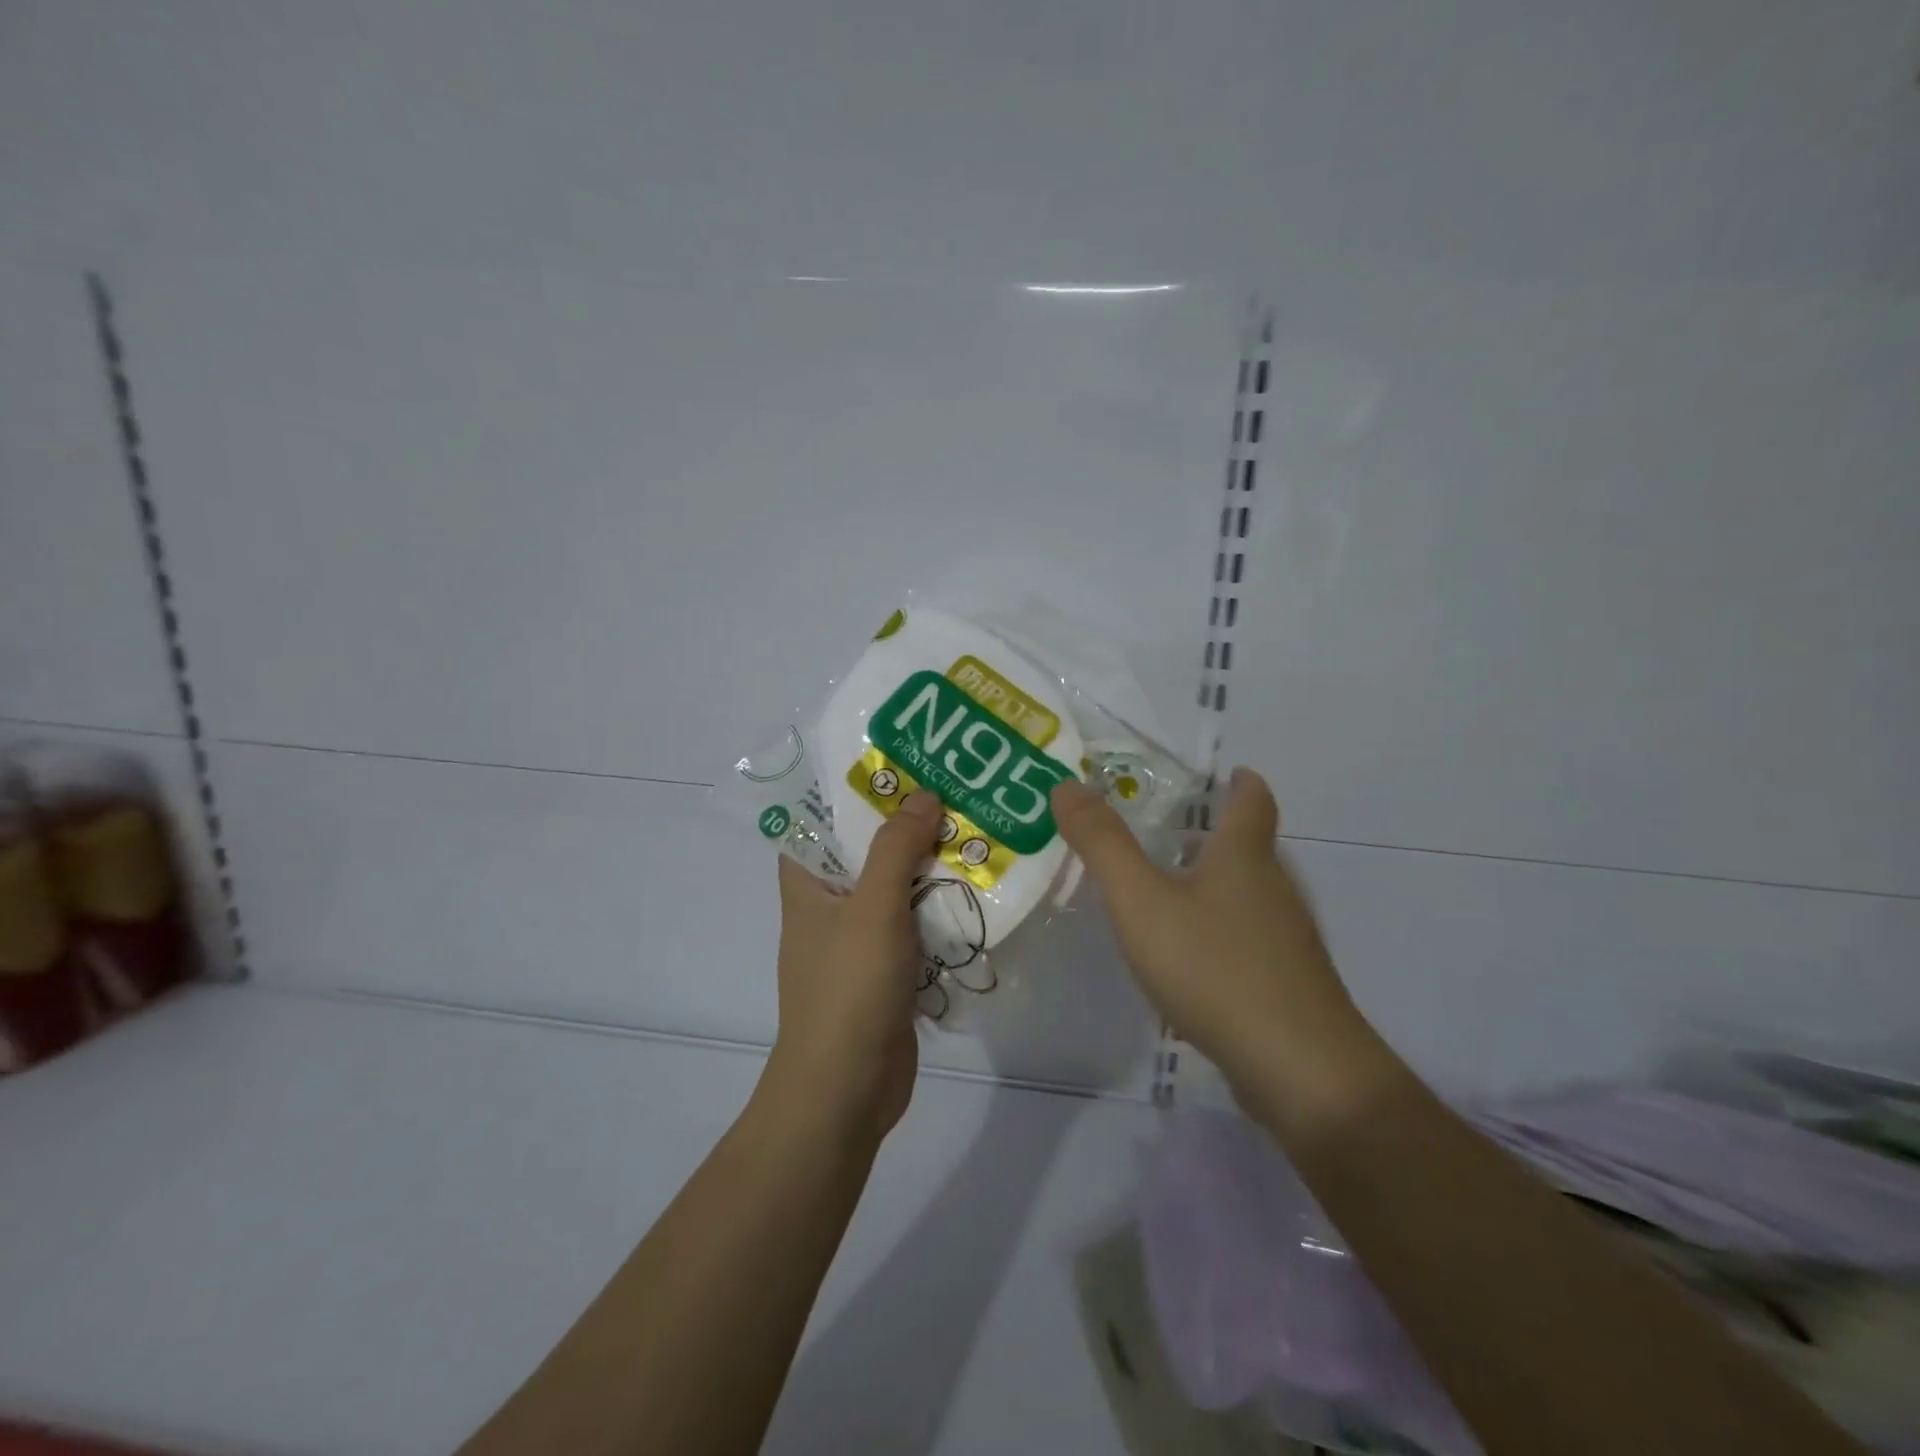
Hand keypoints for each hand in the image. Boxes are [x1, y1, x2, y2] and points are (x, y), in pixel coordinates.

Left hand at [767, 791, 941, 1141]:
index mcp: (807, 883)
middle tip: (955, 791)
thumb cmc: (848, 988)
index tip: (899, 764)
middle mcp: (828, 906)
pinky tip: (978, 889)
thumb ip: (896, 848)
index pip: (821, 820)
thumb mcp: (873, 907)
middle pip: (867, 850)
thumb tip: (923, 794)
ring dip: (929, 867)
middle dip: (906, 825)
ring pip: (895, 888)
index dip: (854, 791)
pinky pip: (914, 925)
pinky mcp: (886, 969)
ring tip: (975, 829)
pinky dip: (939, 908)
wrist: (846, 1089)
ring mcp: (858, 940)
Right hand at [1050, 768, 1390, 1124]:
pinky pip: (1252, 941)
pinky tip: (1195, 959)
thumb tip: (1067, 785)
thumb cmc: (1214, 967)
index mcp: (1244, 858)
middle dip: (1220, 834)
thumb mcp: (1141, 901)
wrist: (1298, 1069)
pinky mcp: (1289, 985)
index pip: (1253, 802)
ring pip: (1253, 897)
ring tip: (1174, 890)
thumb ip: (1102, 845)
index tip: (1229, 773)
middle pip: (1254, 849)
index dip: (1242, 783)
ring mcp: (1288, 942)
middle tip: (1171, 831)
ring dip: (1220, 885)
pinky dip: (1224, 932)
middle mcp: (1275, 890)